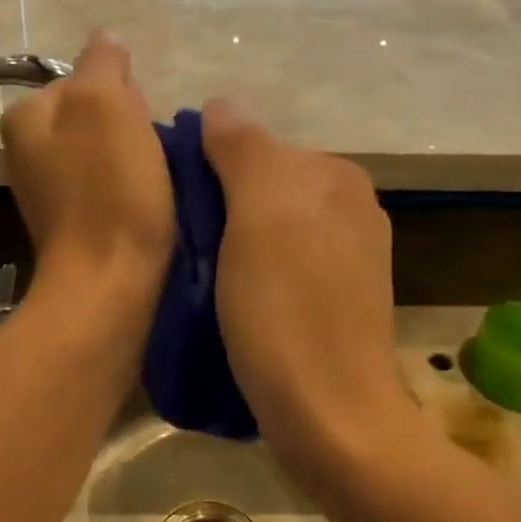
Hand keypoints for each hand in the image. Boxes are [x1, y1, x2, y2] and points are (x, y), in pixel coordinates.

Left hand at [1, 35, 173, 305]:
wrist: (107, 284)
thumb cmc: (108, 189)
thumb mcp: (105, 104)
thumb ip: (102, 62)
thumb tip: (106, 38)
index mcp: (26, 116)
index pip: (85, 79)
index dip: (125, 95)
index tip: (143, 125)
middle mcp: (24, 150)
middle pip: (94, 116)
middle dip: (129, 127)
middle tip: (151, 158)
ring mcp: (46, 191)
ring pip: (104, 152)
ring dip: (134, 160)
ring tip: (156, 184)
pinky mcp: (71, 225)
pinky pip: (106, 188)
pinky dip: (128, 191)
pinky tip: (146, 207)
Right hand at [200, 100, 428, 485]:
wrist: (331, 418)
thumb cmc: (287, 309)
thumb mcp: (259, 213)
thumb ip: (242, 148)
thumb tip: (220, 104)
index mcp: (336, 176)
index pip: (253, 148)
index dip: (205, 172)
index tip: (170, 212)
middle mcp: (350, 208)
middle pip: (261, 190)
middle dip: (218, 210)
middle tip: (180, 251)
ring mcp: (348, 258)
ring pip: (268, 231)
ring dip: (231, 246)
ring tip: (198, 282)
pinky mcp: (338, 301)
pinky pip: (282, 267)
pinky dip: (253, 275)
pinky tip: (232, 303)